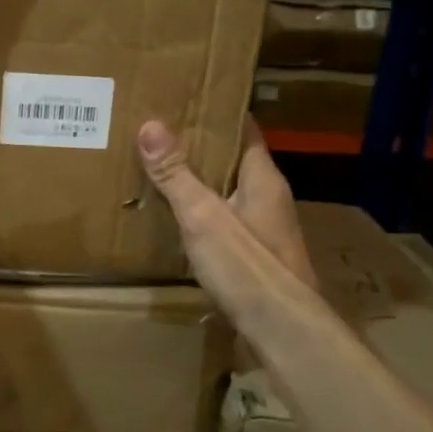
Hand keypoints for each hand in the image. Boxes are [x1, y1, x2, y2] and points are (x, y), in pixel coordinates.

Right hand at [138, 117, 317, 329]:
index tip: (183, 99)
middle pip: (231, 162)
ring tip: (155, 172)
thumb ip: (177, 174)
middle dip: (197, 148)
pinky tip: (171, 220)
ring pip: (224, 194)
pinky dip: (198, 215)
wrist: (281, 331)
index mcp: (262, 179)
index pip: (243, 130)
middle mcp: (266, 199)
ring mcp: (261, 230)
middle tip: (155, 134)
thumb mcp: (203, 216)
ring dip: (196, 183)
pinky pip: (221, 223)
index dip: (216, 113)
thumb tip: (151, 125)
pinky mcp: (252, 258)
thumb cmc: (247, 267)